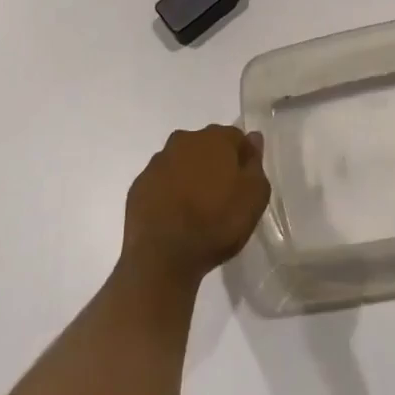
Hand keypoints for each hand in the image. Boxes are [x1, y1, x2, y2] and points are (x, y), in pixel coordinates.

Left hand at [122, 125, 271, 285]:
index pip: (236, 137)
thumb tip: (253, 139)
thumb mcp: (254, 197)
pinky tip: (175, 216)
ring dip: (190, 176)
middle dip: (215, 164)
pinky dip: (169, 192)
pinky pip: (161, 182)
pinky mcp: (139, 185)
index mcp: (214, 139)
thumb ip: (255, 164)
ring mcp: (157, 162)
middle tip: (222, 195)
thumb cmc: (216, 223)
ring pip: (181, 162)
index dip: (243, 158)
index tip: (245, 182)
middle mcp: (184, 140)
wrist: (163, 257)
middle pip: (206, 146)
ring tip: (197, 208)